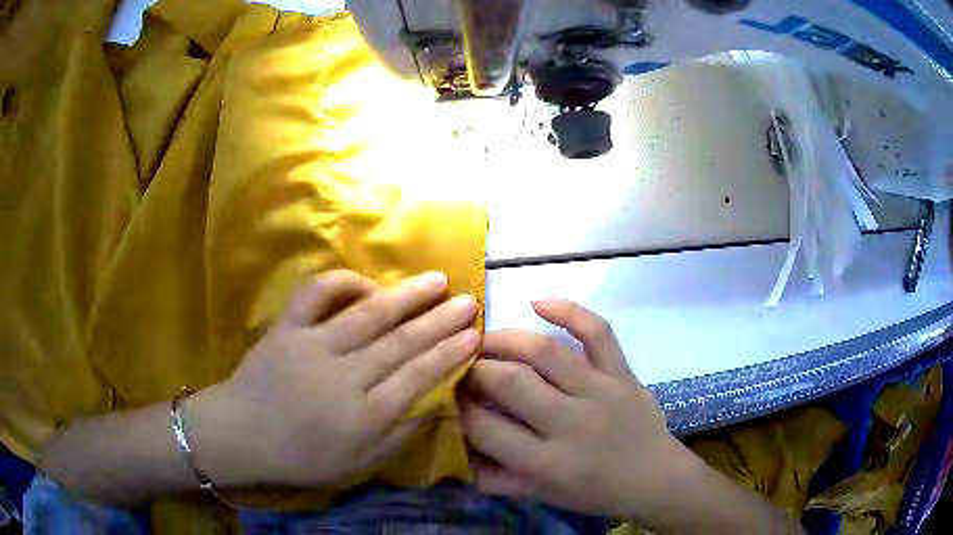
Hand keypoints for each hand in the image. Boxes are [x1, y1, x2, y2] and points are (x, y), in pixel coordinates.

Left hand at [188, 270, 478, 487]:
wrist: (240, 435)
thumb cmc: (301, 457)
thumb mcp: (357, 465)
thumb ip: (399, 437)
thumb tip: (435, 407)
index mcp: (362, 416)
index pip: (417, 377)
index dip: (449, 354)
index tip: (475, 335)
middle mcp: (342, 377)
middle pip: (400, 343)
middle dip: (440, 321)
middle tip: (468, 301)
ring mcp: (312, 346)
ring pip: (368, 315)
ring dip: (406, 296)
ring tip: (436, 280)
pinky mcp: (287, 327)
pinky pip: (316, 294)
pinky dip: (343, 282)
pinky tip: (368, 283)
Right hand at [460, 299, 681, 520]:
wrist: (654, 477)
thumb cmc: (593, 490)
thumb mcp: (540, 494)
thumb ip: (494, 477)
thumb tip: (455, 449)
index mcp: (546, 463)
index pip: (486, 428)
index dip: (457, 407)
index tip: (446, 394)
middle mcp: (571, 423)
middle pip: (511, 383)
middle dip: (475, 369)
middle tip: (459, 364)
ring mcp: (601, 391)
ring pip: (546, 352)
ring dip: (506, 339)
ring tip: (483, 339)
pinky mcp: (623, 372)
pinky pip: (598, 332)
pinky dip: (569, 310)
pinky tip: (537, 302)